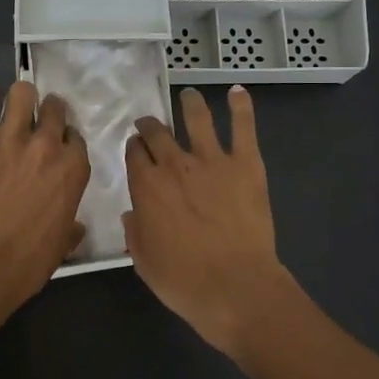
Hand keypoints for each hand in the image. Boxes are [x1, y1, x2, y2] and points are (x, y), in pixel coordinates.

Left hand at [0, 80, 90, 320]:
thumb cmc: (25, 264)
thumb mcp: (61, 247)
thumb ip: (71, 229)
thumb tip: (76, 228)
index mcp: (74, 170)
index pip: (75, 137)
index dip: (62, 142)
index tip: (51, 152)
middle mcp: (48, 145)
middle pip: (54, 107)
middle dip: (44, 114)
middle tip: (28, 130)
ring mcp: (11, 135)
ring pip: (23, 92)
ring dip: (16, 101)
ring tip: (3, 116)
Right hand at [123, 86, 292, 357]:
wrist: (235, 286)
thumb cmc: (184, 281)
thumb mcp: (144, 261)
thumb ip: (135, 232)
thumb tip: (132, 214)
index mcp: (146, 186)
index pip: (134, 153)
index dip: (134, 148)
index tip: (136, 148)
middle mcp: (174, 164)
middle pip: (157, 131)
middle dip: (150, 124)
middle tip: (151, 123)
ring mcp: (212, 159)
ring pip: (197, 118)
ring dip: (190, 103)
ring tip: (189, 95)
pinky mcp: (246, 163)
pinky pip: (243, 127)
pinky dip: (241, 106)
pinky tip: (238, 92)